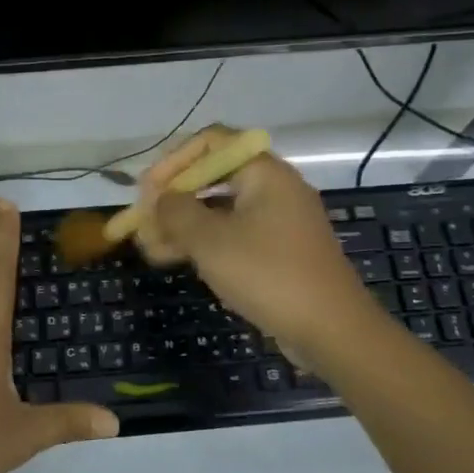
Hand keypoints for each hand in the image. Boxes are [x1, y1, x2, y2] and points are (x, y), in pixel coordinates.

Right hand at [133, 125, 378, 363]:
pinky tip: (175, 259)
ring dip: (183, 225)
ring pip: (219, 210)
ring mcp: (278, 221)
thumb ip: (176, 212)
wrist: (331, 329)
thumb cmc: (268, 274)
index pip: (211, 142)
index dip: (173, 161)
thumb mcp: (211, 241)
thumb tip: (160, 199)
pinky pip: (233, 234)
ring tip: (149, 248)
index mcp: (264, 172)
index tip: (146, 190)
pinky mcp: (278, 251)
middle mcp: (273, 188)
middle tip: (143, 222)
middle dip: (173, 198)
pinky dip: (204, 243)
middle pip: (212, 177)